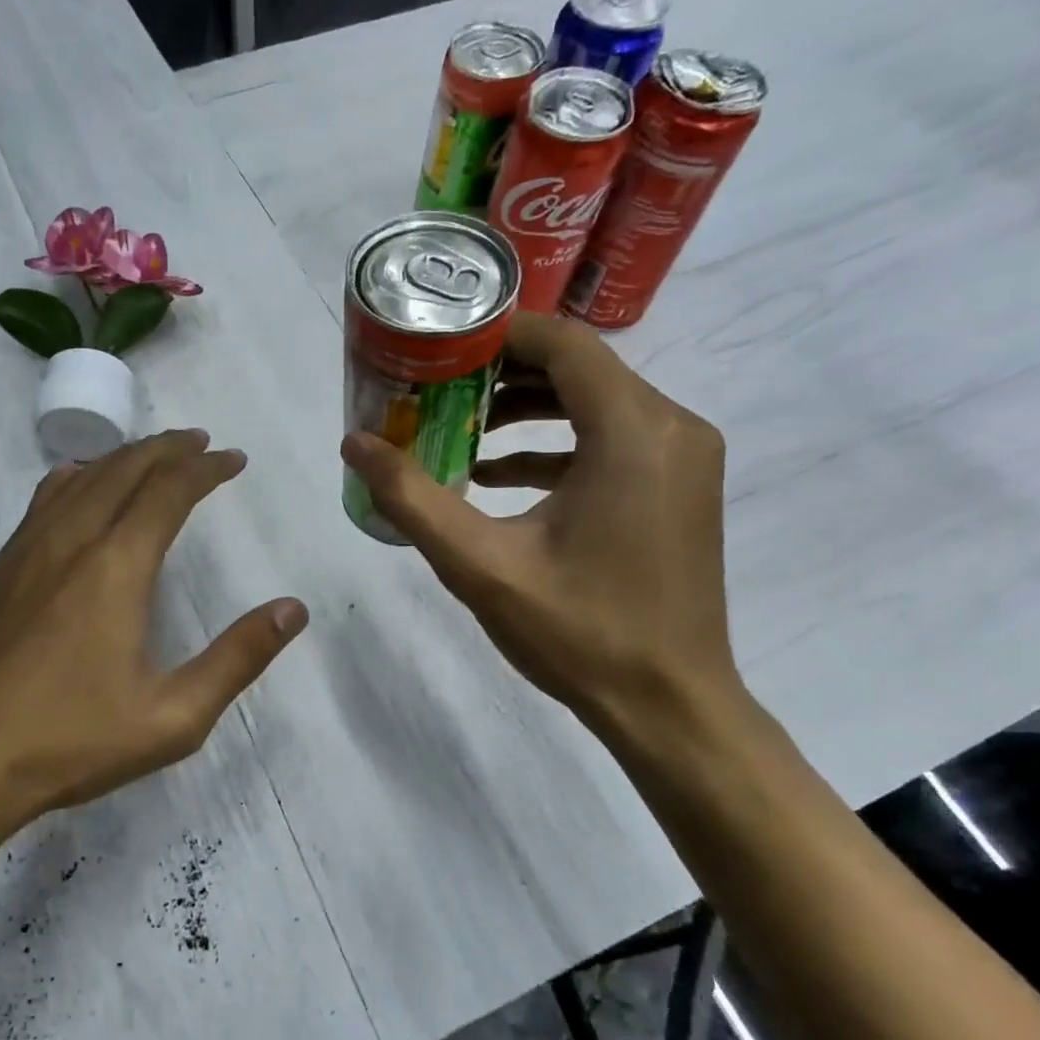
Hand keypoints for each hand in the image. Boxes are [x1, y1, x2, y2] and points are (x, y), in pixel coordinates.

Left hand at [0, 430, 307, 837]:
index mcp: (116, 567)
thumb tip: (292, 610)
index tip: (232, 459)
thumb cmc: (70, 743)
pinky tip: (77, 490)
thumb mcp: (173, 717)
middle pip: (123, 469)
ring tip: (150, 456)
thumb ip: (238, 659)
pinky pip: (42, 502)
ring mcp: (22, 553)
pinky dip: (76, 480)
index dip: (205, 468)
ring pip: (78, 479)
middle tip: (199, 443)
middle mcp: (69, 542)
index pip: (168, 491)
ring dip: (121, 458)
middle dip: (166, 448)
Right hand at [340, 313, 735, 742]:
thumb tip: (355, 444)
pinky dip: (556, 445)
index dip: (494, 334)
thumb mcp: (480, 565)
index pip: (561, 342)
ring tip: (458, 429)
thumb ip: (412, 498)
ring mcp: (684, 457)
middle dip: (501, 373)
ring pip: (596, 401)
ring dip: (527, 409)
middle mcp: (672, 426)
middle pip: (578, 367)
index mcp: (633, 430)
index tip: (437, 349)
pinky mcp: (680, 485)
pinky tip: (497, 476)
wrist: (670, 705)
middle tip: (435, 390)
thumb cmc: (578, 632)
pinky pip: (613, 439)